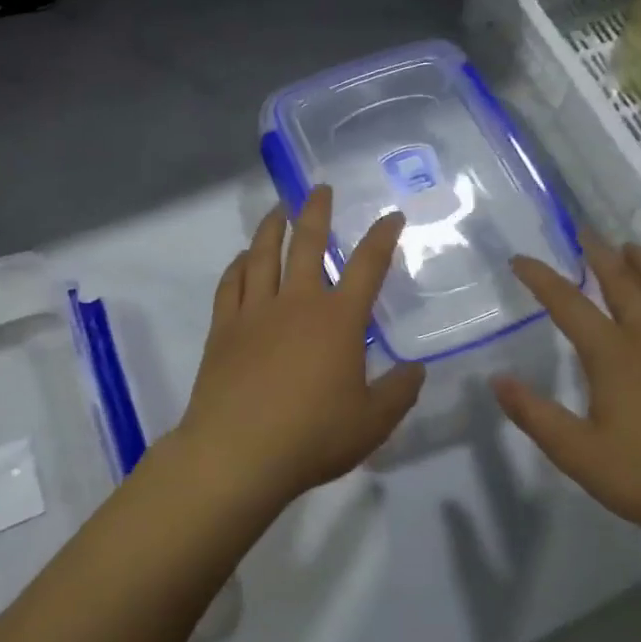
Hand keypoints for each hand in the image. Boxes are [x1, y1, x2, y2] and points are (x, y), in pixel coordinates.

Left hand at [175, 187, 425, 507]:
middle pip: (308, 243)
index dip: (382, 236)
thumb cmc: (312, 437)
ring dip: (271, 227)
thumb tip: (416, 369)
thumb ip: (398, 392)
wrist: (237, 453)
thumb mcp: (372, 423)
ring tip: (278, 209)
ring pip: (263, 254)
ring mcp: (255, 311)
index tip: (391, 216)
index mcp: (338, 320)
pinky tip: (242, 258)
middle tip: (320, 188)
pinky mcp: (224, 328)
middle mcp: (297, 302)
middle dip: (317, 211)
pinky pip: (230, 284)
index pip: (367, 266)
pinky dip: (237, 265)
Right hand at [492, 239, 640, 542]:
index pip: (567, 303)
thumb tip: (497, 379)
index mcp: (612, 353)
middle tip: (585, 231)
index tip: (520, 259)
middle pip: (622, 282)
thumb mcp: (579, 453)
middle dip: (599, 255)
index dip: (541, 278)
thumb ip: (535, 415)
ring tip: (631, 247)